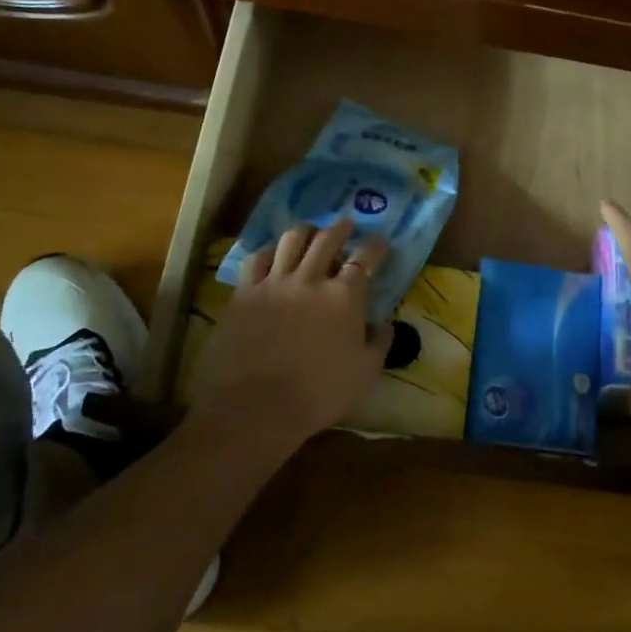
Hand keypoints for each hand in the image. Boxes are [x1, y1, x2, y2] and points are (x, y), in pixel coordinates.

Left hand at [190, 219, 393, 447]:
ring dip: (306, 231)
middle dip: (340, 227)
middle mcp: (311, 278)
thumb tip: (386, 323)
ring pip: (291, 240)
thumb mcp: (365, 373)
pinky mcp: (244, 292)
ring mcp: (274, 282)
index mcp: (345, 295)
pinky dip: (269, 250)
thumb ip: (380, 343)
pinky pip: (257, 258)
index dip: (376, 247)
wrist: (255, 407)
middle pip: (327, 239)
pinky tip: (272, 253)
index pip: (365, 258)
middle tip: (345, 224)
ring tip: (310, 231)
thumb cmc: (318, 394)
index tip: (381, 242)